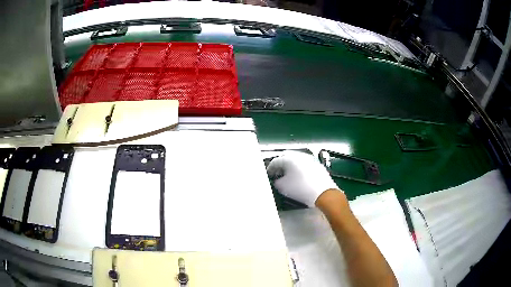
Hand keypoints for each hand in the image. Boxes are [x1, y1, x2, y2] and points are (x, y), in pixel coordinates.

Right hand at [266, 151, 339, 206]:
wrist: (323, 193)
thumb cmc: (301, 188)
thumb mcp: (282, 187)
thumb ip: (276, 182)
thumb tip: (277, 180)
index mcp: (289, 158)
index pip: (275, 161)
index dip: (270, 169)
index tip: (269, 175)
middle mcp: (300, 155)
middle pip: (286, 159)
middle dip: (281, 167)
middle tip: (277, 175)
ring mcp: (310, 159)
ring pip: (297, 161)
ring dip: (291, 168)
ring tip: (289, 177)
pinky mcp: (318, 165)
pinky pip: (305, 165)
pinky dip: (300, 170)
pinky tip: (300, 179)